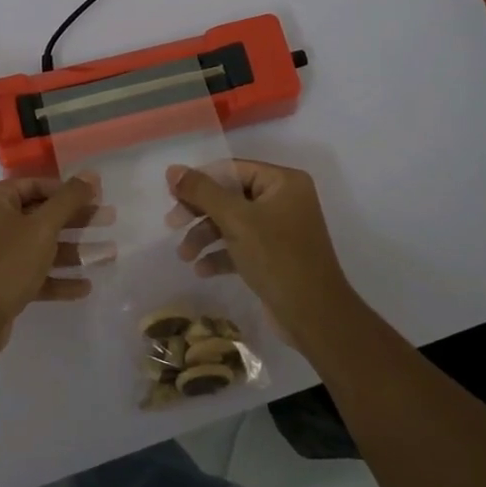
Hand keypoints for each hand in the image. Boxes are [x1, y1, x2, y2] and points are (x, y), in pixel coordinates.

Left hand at [0, 174, 109, 356]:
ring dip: (73, 251)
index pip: (36, 185)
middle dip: (77, 221)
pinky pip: (33, 273)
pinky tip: (85, 287)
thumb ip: (69, 199)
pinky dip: (57, 278)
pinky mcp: (0, 283)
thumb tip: (91, 174)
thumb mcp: (42, 227)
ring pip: (40, 247)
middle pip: (41, 215)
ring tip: (110, 255)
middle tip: (110, 220)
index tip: (97, 197)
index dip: (68, 190)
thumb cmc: (6, 263)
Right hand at [165, 160, 353, 343]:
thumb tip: (173, 169)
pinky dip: (221, 254)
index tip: (171, 196)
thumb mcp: (236, 220)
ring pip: (232, 222)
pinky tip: (202, 270)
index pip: (232, 170)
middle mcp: (284, 200)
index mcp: (283, 182)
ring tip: (184, 256)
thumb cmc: (277, 257)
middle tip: (171, 225)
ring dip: (205, 236)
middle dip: (199, 212)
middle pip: (230, 196)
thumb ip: (202, 192)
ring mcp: (280, 229)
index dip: (199, 180)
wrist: (314, 316)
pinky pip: (241, 245)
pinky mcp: (275, 256)